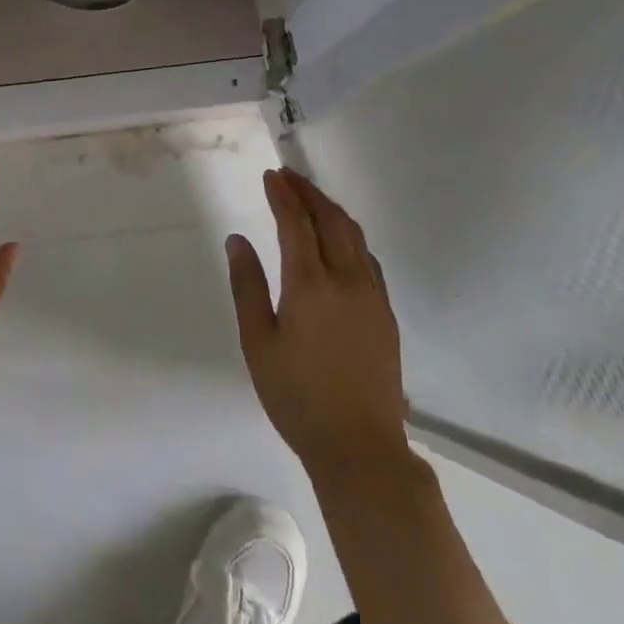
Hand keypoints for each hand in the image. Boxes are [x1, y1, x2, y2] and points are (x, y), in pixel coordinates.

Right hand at [227, 168, 408, 476]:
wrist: (360, 447)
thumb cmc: (297, 396)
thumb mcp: (257, 342)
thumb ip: (247, 286)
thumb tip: (238, 240)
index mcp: (310, 285)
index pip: (296, 223)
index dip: (283, 195)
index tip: (271, 176)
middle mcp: (346, 280)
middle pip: (331, 220)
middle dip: (309, 192)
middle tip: (289, 177)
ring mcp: (372, 296)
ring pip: (355, 236)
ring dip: (332, 210)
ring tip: (312, 199)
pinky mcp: (386, 314)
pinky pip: (368, 259)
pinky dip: (350, 237)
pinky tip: (341, 242)